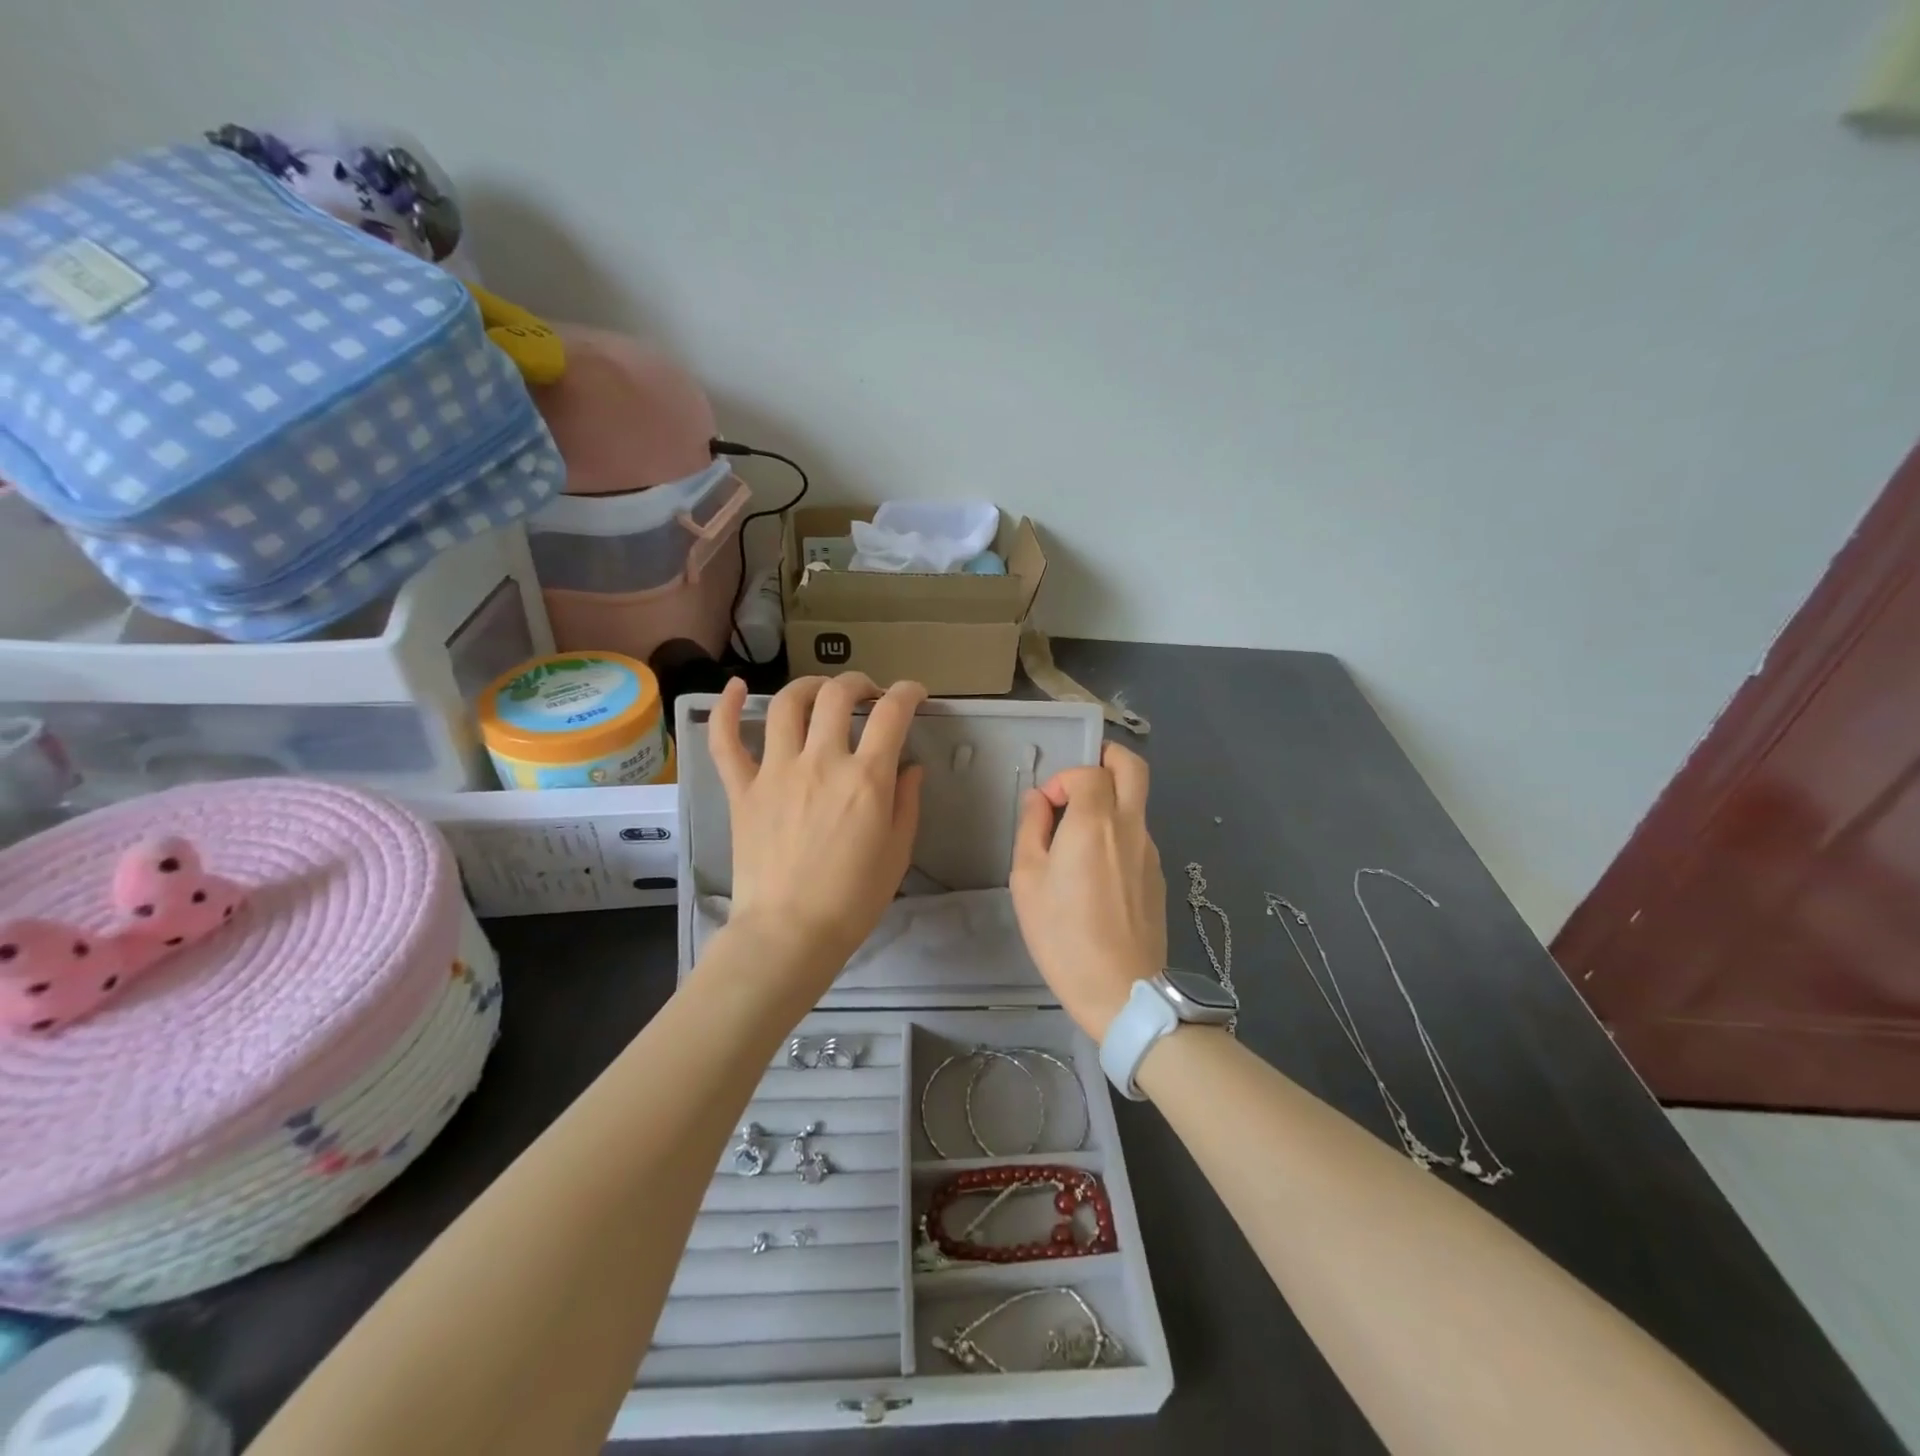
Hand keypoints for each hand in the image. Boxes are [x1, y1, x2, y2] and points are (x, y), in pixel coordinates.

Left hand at [708, 674, 926, 983]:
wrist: (790, 933)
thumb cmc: (853, 899)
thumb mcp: (898, 852)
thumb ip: (906, 802)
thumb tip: (909, 766)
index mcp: (866, 778)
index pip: (893, 714)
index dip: (908, 693)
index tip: (914, 695)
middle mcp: (821, 762)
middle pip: (838, 696)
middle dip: (859, 684)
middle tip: (868, 695)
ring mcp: (776, 771)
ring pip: (788, 704)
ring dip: (810, 686)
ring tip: (821, 693)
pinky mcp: (743, 789)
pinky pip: (726, 740)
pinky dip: (728, 708)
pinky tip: (736, 687)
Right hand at [1010, 742, 1166, 1041]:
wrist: (1121, 990)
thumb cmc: (1063, 934)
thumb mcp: (1027, 880)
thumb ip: (1032, 829)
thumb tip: (1040, 799)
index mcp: (1096, 822)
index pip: (1088, 771)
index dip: (1063, 778)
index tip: (1046, 807)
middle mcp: (1131, 826)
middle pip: (1133, 767)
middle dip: (1107, 757)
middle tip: (1079, 778)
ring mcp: (1151, 851)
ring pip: (1136, 803)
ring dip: (1109, 802)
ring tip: (1077, 839)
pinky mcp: (1159, 876)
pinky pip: (1137, 836)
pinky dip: (1117, 833)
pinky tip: (1095, 874)